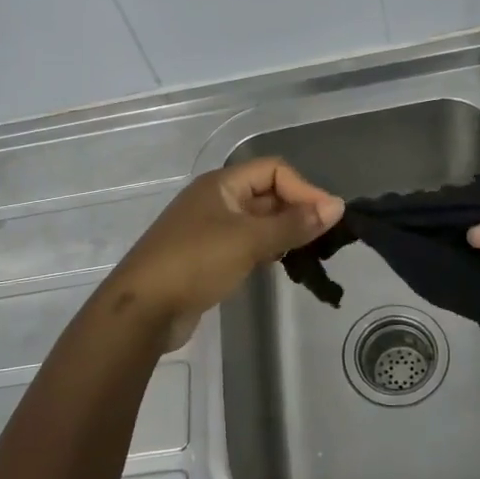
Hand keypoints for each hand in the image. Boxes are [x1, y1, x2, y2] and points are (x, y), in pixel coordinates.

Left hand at [103, 158, 343, 349]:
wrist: (143, 308)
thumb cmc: (196, 263)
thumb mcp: (249, 240)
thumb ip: (294, 224)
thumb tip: (336, 206)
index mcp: (222, 184)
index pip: (274, 170)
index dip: (303, 189)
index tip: (328, 218)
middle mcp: (216, 200)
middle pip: (267, 193)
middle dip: (297, 210)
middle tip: (325, 238)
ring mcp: (210, 229)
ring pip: (258, 220)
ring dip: (284, 231)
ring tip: (309, 252)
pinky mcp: (208, 256)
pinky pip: (247, 243)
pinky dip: (267, 248)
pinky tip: (281, 263)